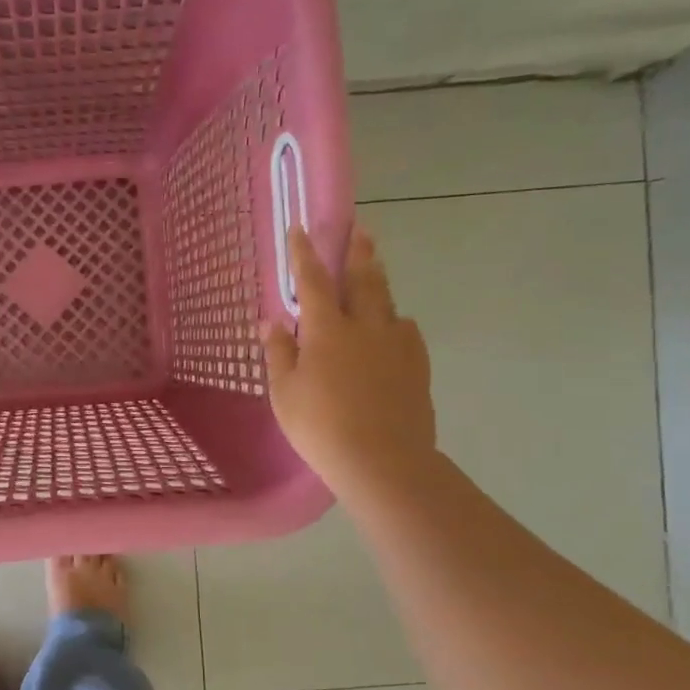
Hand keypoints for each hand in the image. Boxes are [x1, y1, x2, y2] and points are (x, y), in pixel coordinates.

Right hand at [264, 225, 435, 494]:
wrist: (383, 461)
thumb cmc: (321, 427)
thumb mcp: (285, 393)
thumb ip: (279, 353)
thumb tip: (272, 322)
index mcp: (327, 330)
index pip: (313, 282)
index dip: (304, 255)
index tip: (301, 229)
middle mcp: (365, 326)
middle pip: (363, 279)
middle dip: (358, 252)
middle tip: (360, 229)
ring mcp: (396, 344)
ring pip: (388, 301)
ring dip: (378, 281)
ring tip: (375, 268)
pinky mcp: (417, 365)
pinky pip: (406, 330)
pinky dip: (395, 320)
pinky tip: (393, 327)